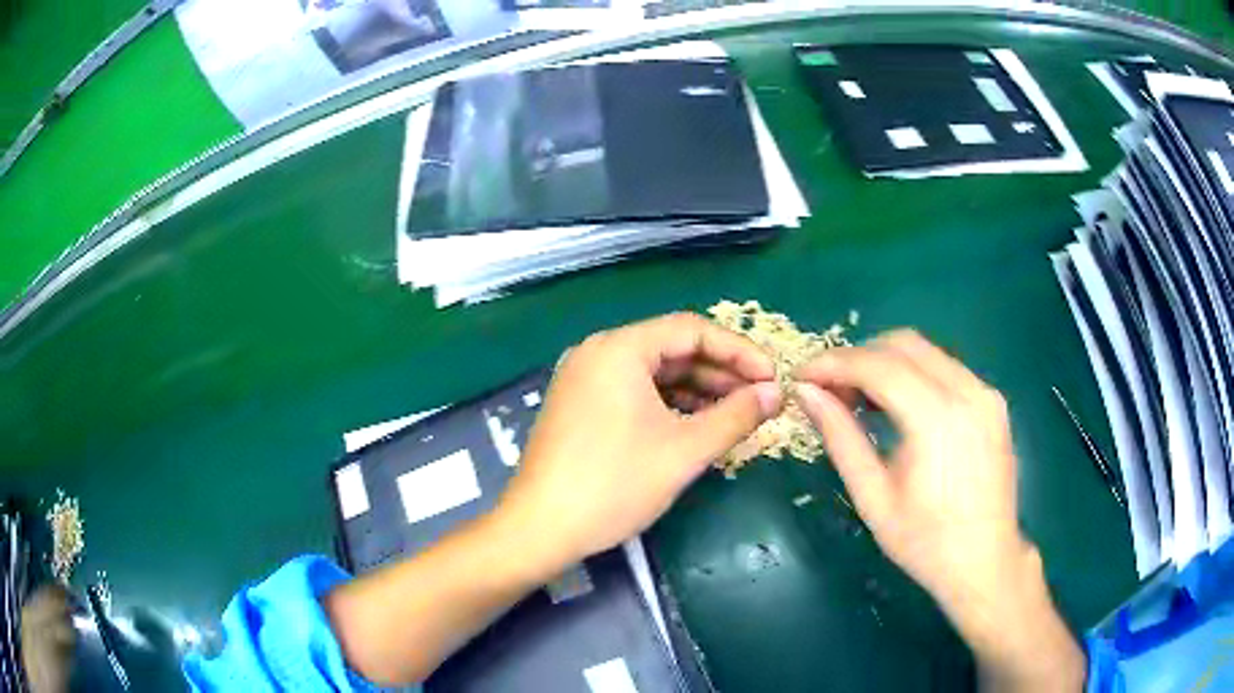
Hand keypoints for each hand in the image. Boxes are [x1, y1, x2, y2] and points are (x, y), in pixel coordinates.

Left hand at [498, 312, 783, 574]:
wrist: (540, 529)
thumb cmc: (613, 485)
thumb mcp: (684, 451)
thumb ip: (735, 416)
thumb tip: (775, 394)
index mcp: (619, 349)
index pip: (692, 330)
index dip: (739, 351)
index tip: (773, 377)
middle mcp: (599, 353)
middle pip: (672, 348)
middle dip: (721, 371)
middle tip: (761, 397)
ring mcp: (585, 379)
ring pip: (654, 372)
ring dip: (698, 389)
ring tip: (738, 412)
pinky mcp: (580, 405)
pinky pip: (634, 391)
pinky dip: (669, 404)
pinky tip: (698, 424)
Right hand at [794, 329, 1024, 607]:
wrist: (985, 561)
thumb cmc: (925, 541)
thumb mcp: (873, 497)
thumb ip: (840, 438)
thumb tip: (807, 393)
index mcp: (936, 419)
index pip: (877, 365)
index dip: (834, 363)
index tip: (803, 375)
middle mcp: (966, 392)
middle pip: (902, 344)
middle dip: (858, 357)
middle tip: (830, 388)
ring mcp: (985, 392)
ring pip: (926, 351)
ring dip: (886, 362)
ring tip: (859, 396)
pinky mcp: (993, 400)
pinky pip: (946, 368)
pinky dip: (914, 374)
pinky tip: (898, 404)